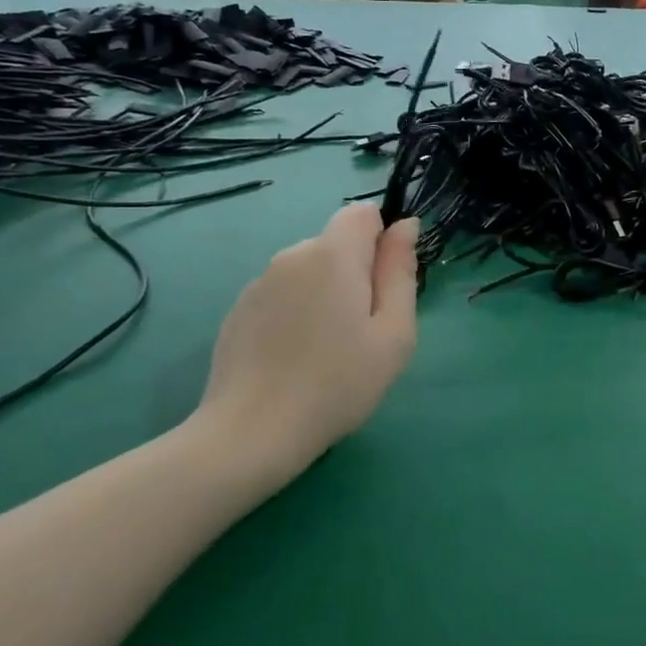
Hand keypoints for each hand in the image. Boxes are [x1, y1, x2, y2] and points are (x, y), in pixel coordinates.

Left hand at [196, 205, 419, 476]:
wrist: (252, 432)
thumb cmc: (339, 384)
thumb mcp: (394, 333)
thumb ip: (401, 272)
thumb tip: (405, 225)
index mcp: (332, 254)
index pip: (363, 212)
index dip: (382, 242)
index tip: (385, 290)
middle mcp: (291, 255)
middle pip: (337, 245)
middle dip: (357, 274)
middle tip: (363, 333)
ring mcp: (259, 282)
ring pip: (310, 272)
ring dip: (326, 296)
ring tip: (328, 352)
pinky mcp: (240, 310)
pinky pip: (283, 295)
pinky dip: (297, 314)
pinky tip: (295, 359)